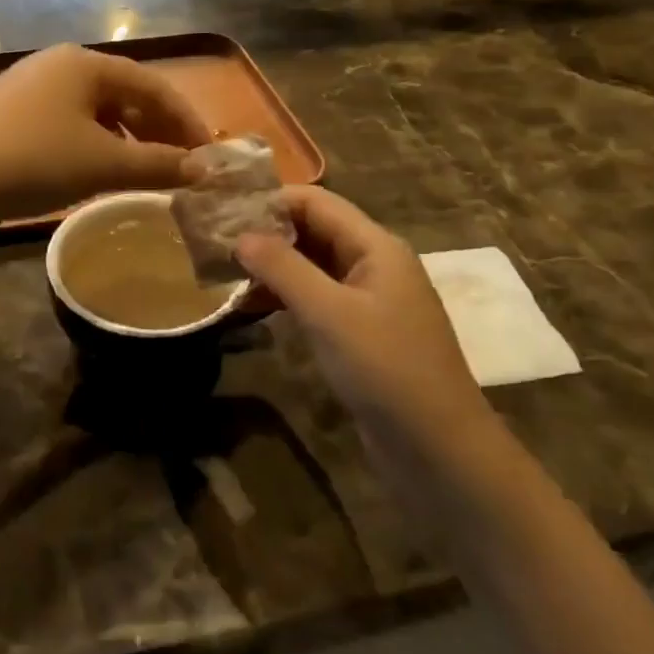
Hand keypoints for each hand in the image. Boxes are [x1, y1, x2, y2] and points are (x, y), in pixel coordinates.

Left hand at [0, 44, 208, 224]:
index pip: (152, 85)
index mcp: (85, 63)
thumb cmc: (34, 161)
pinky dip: (95, 145)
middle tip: (182, 164)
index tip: (209, 154)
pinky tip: (99, 171)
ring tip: (146, 171)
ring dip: (127, 139)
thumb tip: (205, 170)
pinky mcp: (11, 116)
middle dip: (157, 129)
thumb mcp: (104, 164)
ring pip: (96, 111)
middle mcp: (59, 66)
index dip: (186, 120)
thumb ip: (159, 164)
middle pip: (124, 94)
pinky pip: (69, 125)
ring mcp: (30, 89)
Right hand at [236, 188, 496, 455]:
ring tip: (223, 273)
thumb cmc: (386, 370)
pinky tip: (249, 307)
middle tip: (214, 244)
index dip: (270, 201)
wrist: (439, 451)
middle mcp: (373, 264)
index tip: (222, 213)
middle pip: (313, 230)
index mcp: (376, 247)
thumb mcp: (329, 313)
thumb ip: (282, 268)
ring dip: (271, 267)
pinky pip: (316, 299)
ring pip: (311, 266)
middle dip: (266, 233)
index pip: (315, 202)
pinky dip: (284, 296)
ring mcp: (368, 300)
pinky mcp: (359, 333)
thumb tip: (240, 235)